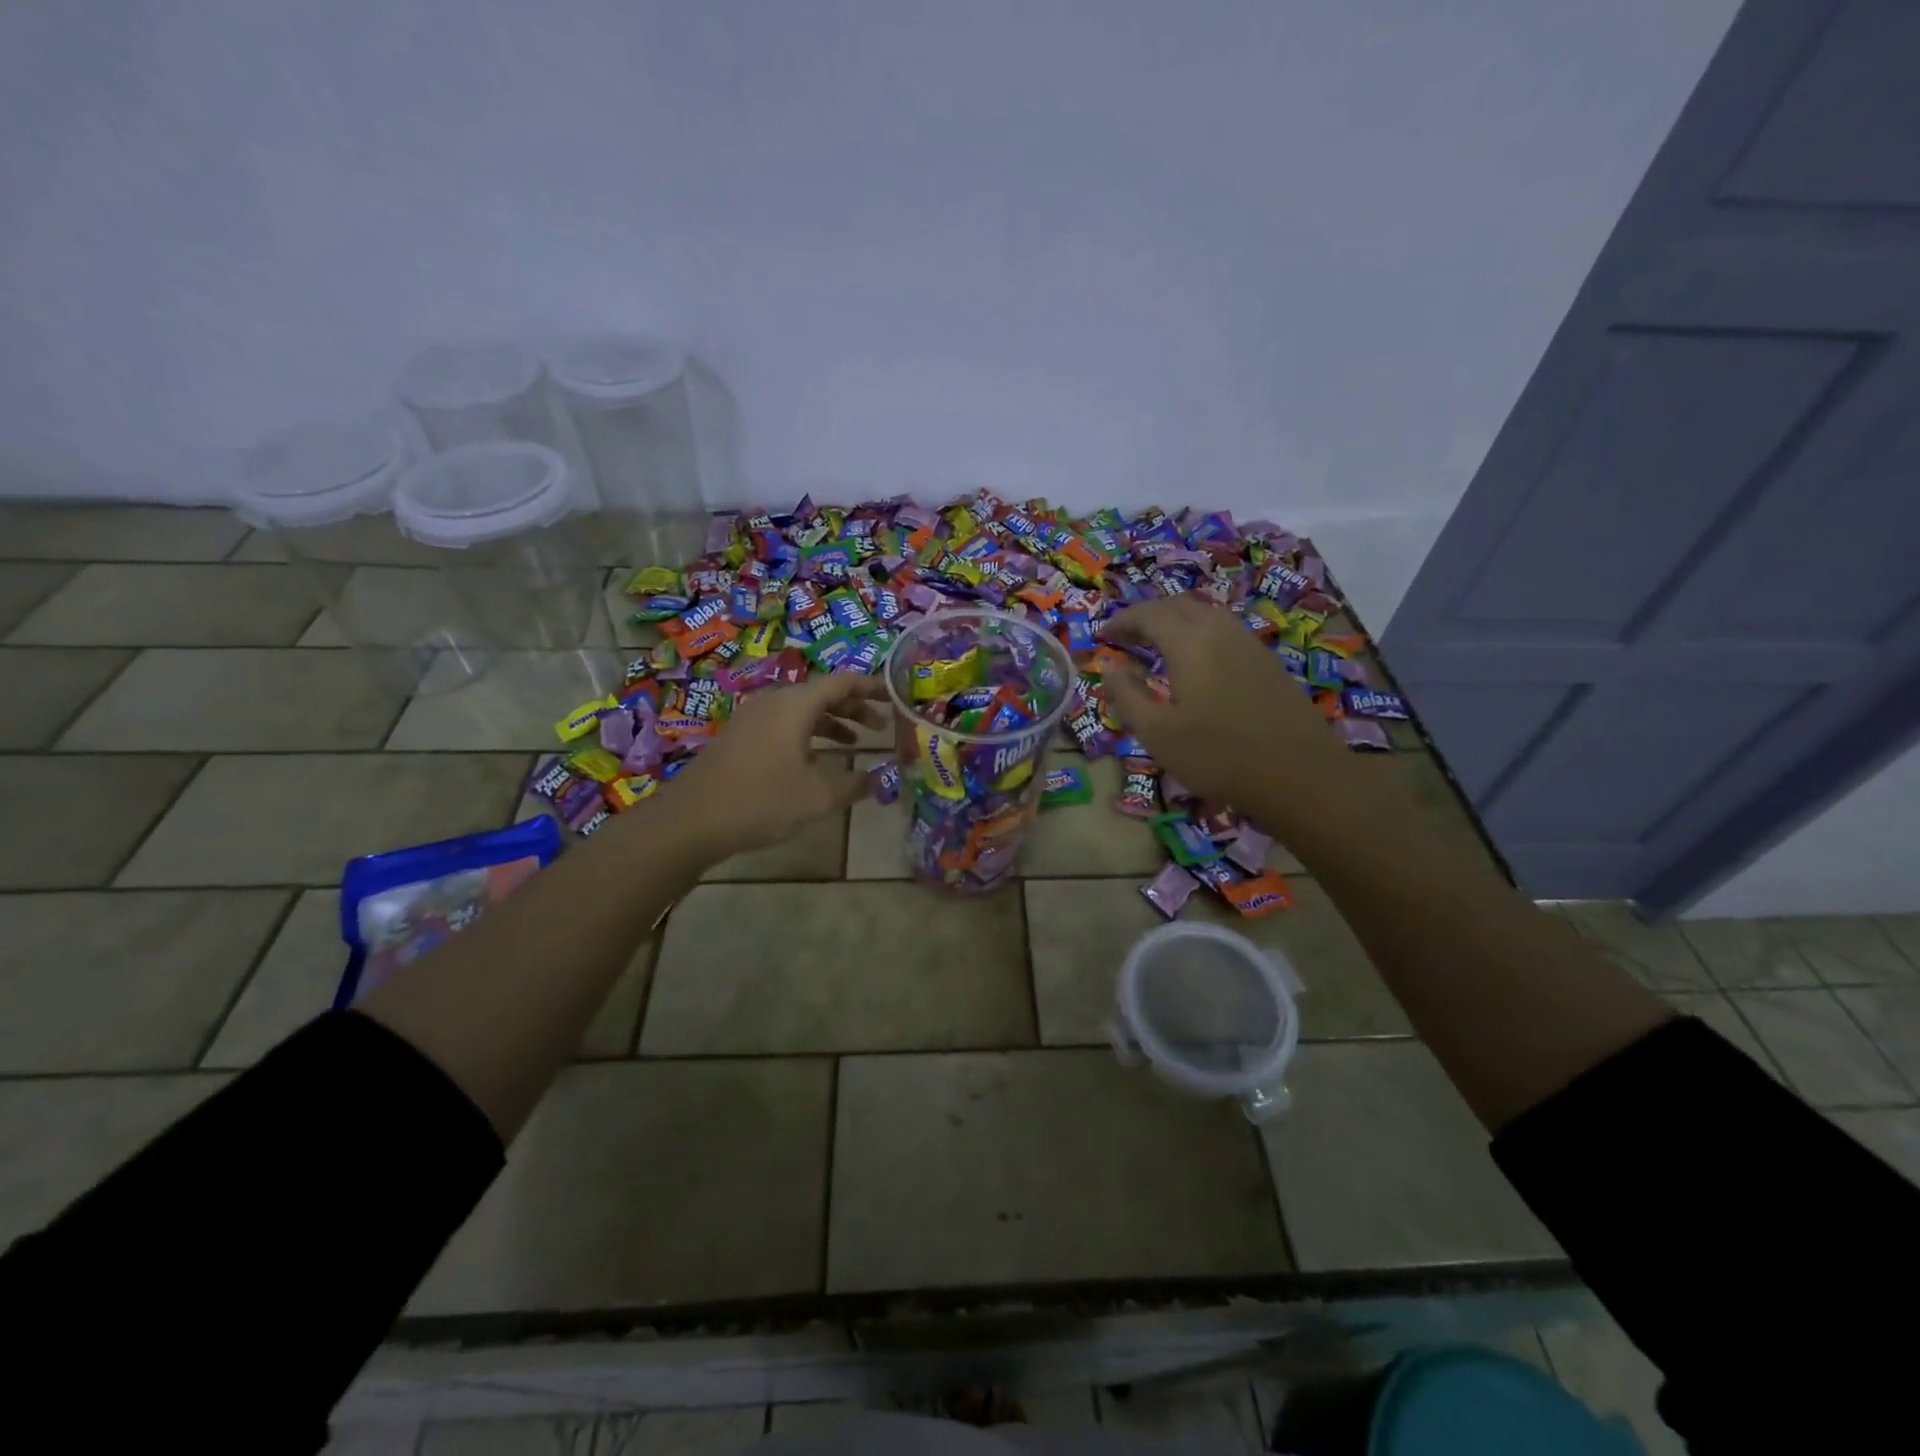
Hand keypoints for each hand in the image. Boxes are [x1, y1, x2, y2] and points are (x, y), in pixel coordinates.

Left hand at [666, 674, 888, 860]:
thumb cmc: (762, 800)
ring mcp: (753, 718)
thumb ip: (854, 785)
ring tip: (855, 744)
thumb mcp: (818, 797)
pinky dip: (808, 734)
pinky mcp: (740, 737)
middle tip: (881, 726)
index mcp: (796, 704)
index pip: (843, 682)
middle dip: (854, 707)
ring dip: (832, 723)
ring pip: (802, 710)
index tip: (894, 697)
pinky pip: (784, 724)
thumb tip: (879, 780)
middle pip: (822, 693)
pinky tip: (815, 761)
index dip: (872, 687)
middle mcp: (774, 702)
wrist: (692, 820)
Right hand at [1100, 596, 1348, 811]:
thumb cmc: (1218, 756)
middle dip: (1146, 616)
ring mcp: (1248, 642)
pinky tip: (1195, 661)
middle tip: (1125, 639)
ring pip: (1204, 614)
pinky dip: (1198, 633)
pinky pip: (1223, 630)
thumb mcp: (1157, 734)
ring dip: (1174, 621)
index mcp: (1189, 642)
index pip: (1148, 614)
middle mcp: (1219, 630)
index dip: (1121, 621)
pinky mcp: (1266, 659)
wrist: (1299, 774)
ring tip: (1156, 646)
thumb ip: (1127, 695)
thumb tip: (1109, 666)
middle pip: (1177, 605)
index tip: (1102, 636)